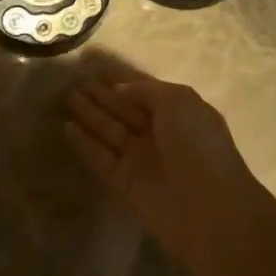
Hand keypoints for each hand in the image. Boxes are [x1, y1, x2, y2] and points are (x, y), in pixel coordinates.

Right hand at [65, 73, 272, 265]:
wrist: (209, 207)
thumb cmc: (198, 145)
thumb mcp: (178, 102)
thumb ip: (146, 90)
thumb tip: (120, 90)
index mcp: (179, 114)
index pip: (145, 92)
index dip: (123, 81)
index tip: (97, 68)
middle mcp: (159, 134)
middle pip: (124, 110)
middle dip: (101, 96)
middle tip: (74, 81)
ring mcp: (141, 160)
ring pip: (110, 131)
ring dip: (89, 114)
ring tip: (66, 96)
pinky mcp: (124, 183)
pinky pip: (101, 158)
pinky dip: (85, 144)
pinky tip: (67, 127)